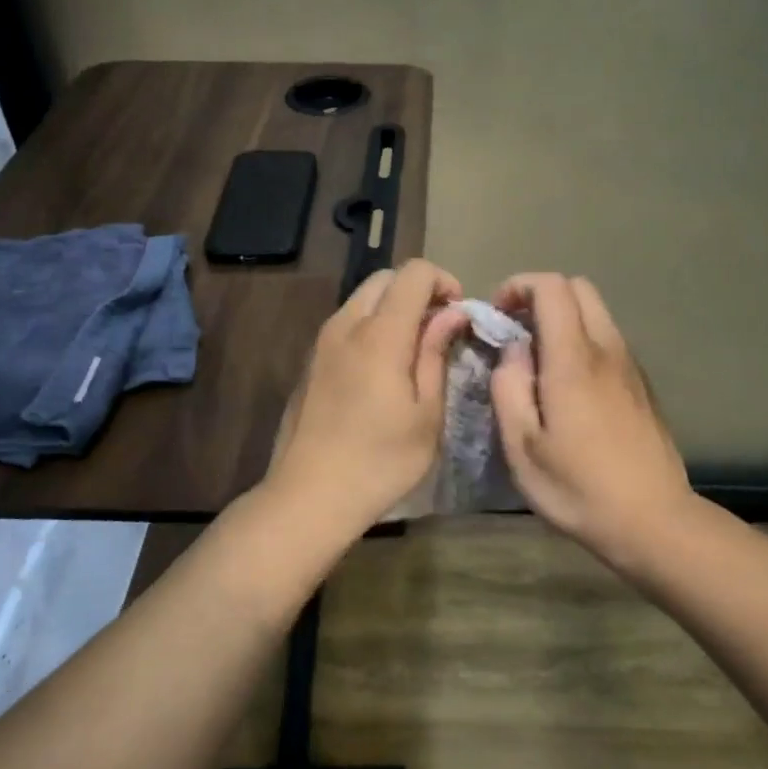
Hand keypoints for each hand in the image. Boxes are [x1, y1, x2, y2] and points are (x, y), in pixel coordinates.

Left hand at [263, 259, 467, 541]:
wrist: (309, 495)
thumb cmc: (380, 461)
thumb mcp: (426, 414)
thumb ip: (437, 354)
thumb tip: (452, 313)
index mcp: (379, 334)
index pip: (413, 273)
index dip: (443, 281)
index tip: (459, 315)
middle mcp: (345, 325)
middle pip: (384, 279)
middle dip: (417, 291)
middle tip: (438, 330)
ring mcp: (321, 342)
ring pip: (361, 299)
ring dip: (392, 309)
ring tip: (412, 352)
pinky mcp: (309, 362)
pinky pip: (345, 324)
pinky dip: (370, 327)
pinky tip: (381, 371)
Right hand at [489, 273, 694, 563]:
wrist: (653, 520)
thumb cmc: (578, 488)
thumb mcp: (522, 447)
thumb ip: (509, 387)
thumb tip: (513, 350)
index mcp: (573, 360)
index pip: (552, 287)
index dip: (519, 286)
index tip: (497, 313)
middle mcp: (607, 350)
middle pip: (579, 288)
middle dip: (541, 296)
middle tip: (515, 330)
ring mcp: (630, 366)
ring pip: (597, 313)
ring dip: (563, 318)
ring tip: (537, 360)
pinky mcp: (642, 385)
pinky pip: (609, 340)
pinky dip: (582, 340)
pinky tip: (568, 385)